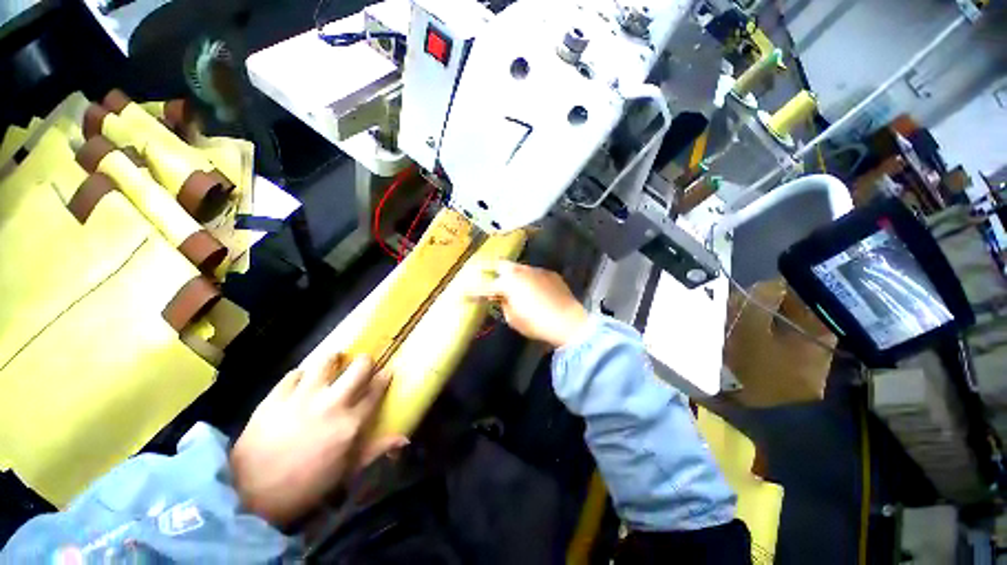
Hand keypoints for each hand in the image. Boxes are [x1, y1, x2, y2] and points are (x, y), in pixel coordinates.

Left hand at [230, 354, 406, 526]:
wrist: (250, 494)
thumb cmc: (305, 486)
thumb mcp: (346, 472)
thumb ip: (376, 450)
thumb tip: (405, 439)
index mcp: (350, 423)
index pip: (376, 391)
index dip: (384, 378)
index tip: (386, 372)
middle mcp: (332, 404)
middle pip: (358, 368)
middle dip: (364, 362)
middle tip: (361, 364)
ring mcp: (302, 398)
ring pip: (326, 362)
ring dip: (333, 360)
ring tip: (332, 362)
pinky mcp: (276, 397)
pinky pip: (294, 373)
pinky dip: (301, 375)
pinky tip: (301, 382)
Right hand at [467, 261, 587, 347]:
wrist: (568, 321)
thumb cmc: (537, 323)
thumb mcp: (513, 318)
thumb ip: (504, 304)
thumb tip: (502, 298)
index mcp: (508, 283)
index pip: (484, 287)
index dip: (472, 291)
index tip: (463, 293)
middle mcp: (520, 271)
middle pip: (500, 265)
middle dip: (489, 268)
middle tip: (483, 273)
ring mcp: (536, 270)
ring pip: (518, 268)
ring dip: (511, 274)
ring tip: (510, 283)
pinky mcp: (549, 273)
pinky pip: (533, 274)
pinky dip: (528, 279)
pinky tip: (533, 289)